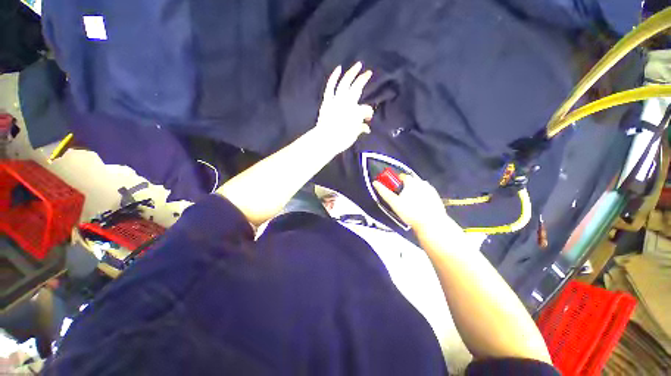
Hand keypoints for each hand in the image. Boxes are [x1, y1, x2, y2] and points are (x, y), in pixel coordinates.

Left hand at [314, 62, 373, 153]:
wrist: (325, 140)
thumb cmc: (341, 139)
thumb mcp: (354, 135)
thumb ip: (361, 128)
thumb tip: (366, 128)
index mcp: (356, 112)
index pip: (366, 109)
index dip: (368, 113)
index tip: (368, 119)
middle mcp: (348, 102)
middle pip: (357, 88)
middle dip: (363, 79)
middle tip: (368, 72)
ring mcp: (336, 100)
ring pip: (345, 83)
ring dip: (351, 73)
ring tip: (357, 65)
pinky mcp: (327, 100)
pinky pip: (331, 86)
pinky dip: (334, 77)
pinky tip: (338, 68)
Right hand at [373, 174, 461, 233]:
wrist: (431, 224)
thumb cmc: (410, 212)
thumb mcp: (394, 203)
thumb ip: (384, 192)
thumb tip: (375, 183)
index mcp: (411, 182)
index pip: (401, 176)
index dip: (396, 182)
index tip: (394, 190)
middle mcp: (422, 182)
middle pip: (410, 181)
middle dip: (405, 187)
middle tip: (401, 198)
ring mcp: (430, 189)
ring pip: (419, 187)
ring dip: (414, 191)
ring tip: (411, 203)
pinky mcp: (436, 196)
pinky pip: (426, 193)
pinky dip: (422, 196)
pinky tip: (420, 206)